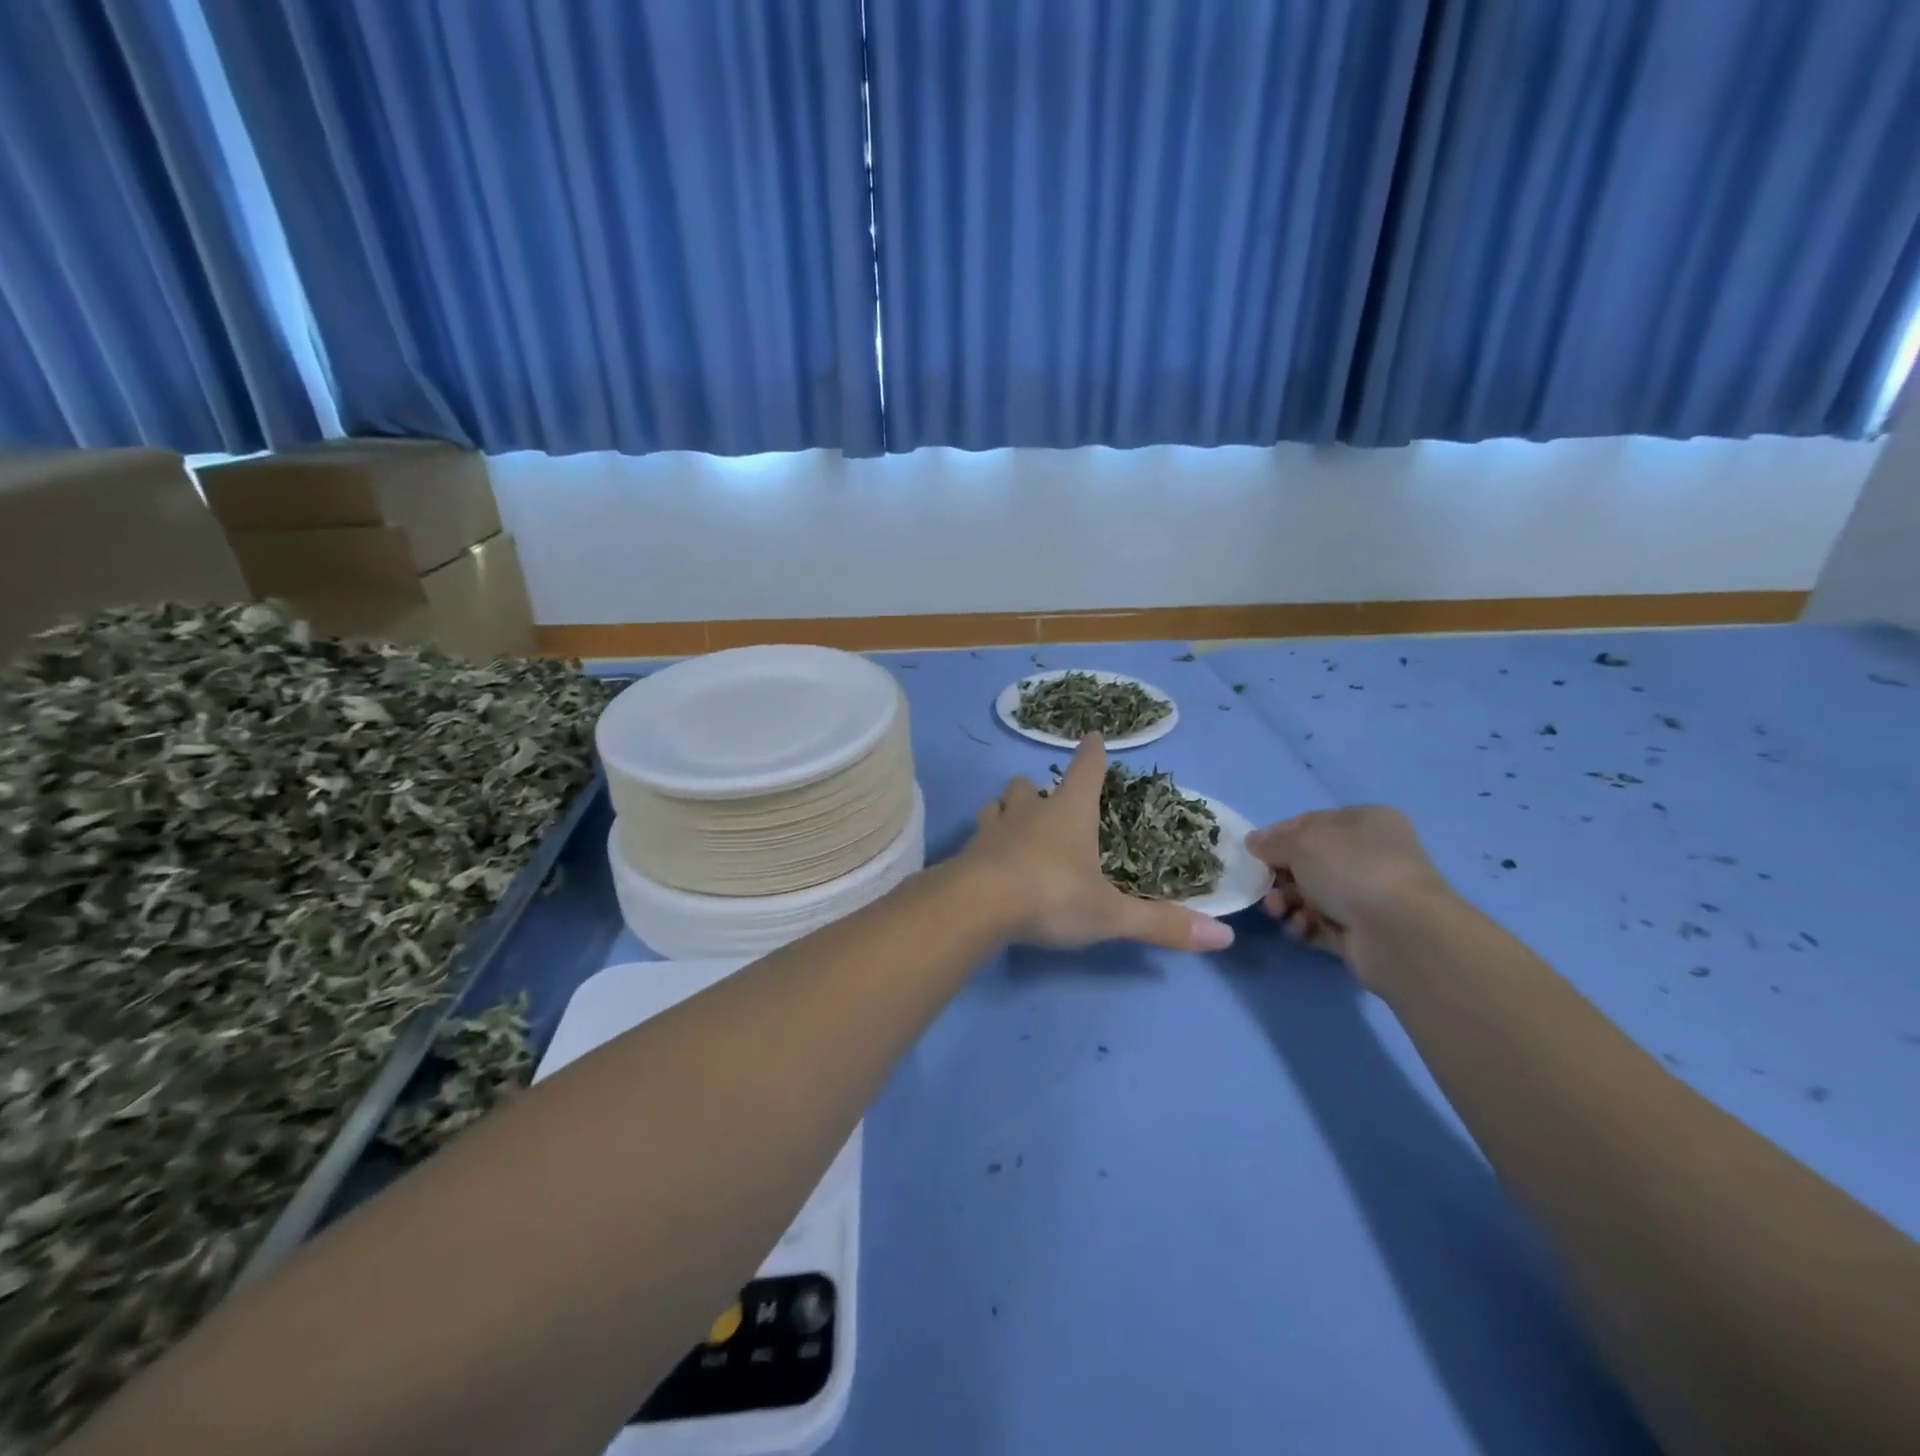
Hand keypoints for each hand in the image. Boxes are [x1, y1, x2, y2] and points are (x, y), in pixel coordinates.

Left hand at [962, 735, 1234, 952]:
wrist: (978, 905)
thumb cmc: (1053, 896)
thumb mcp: (1111, 915)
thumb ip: (1161, 925)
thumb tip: (1224, 938)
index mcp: (1069, 814)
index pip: (1085, 771)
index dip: (1091, 754)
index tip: (1091, 736)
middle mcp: (1028, 812)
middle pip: (1028, 786)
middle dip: (1037, 790)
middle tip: (1046, 803)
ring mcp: (992, 829)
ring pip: (996, 805)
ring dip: (1006, 810)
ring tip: (1013, 825)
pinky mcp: (966, 852)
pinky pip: (976, 837)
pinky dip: (984, 843)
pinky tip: (988, 861)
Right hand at [1245, 807, 1453, 973]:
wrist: (1398, 932)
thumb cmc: (1350, 869)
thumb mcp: (1301, 842)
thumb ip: (1272, 841)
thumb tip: (1254, 842)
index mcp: (1365, 822)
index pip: (1310, 823)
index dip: (1278, 836)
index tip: (1254, 852)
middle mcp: (1370, 855)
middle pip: (1308, 862)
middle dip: (1280, 876)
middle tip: (1264, 888)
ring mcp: (1369, 895)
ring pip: (1311, 895)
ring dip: (1287, 902)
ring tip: (1280, 911)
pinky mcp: (1363, 931)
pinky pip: (1321, 924)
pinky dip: (1305, 925)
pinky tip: (1302, 927)